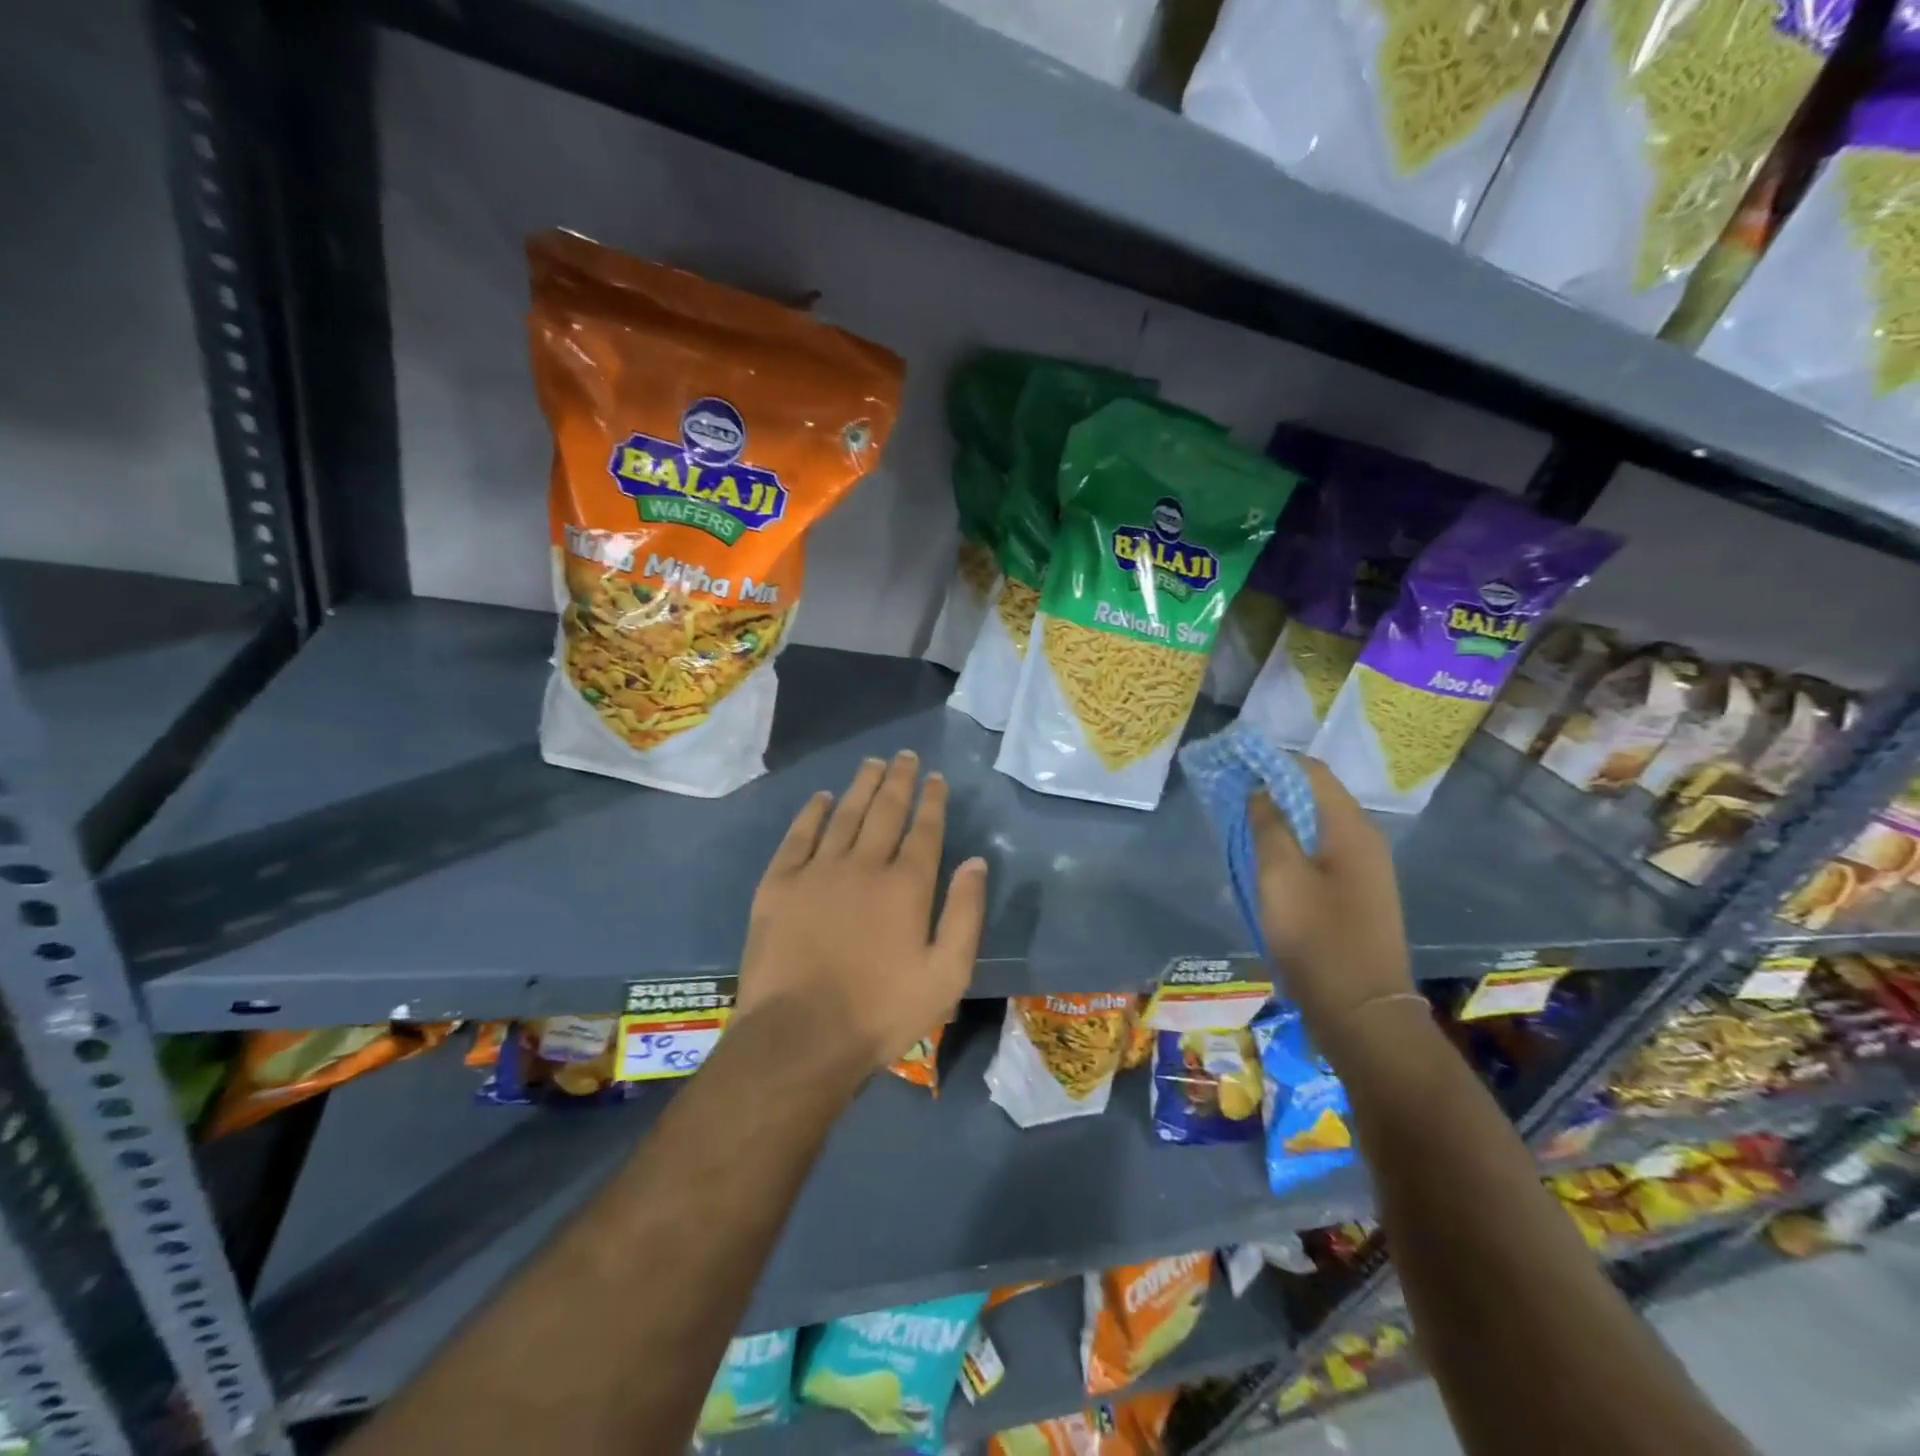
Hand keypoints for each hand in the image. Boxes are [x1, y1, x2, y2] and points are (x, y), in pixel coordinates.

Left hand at [736, 751, 987, 1076]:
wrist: (800, 1037)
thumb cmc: (881, 1012)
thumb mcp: (946, 975)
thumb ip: (965, 914)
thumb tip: (975, 862)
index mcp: (906, 885)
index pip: (924, 829)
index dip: (932, 800)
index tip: (936, 777)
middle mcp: (863, 865)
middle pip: (885, 811)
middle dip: (899, 780)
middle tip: (905, 756)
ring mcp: (817, 871)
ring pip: (844, 814)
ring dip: (860, 786)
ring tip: (872, 764)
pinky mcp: (779, 884)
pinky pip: (798, 836)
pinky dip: (811, 813)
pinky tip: (821, 798)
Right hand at [1250, 756, 1414, 1041]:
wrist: (1361, 1012)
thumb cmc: (1317, 938)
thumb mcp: (1280, 876)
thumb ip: (1269, 826)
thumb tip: (1260, 790)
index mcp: (1351, 828)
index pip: (1312, 771)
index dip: (1272, 761)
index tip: (1233, 764)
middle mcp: (1365, 841)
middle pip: (1315, 796)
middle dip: (1273, 789)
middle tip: (1230, 794)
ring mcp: (1364, 871)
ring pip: (1316, 826)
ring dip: (1280, 819)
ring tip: (1241, 824)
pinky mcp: (1356, 896)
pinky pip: (1320, 853)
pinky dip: (1291, 845)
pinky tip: (1265, 861)